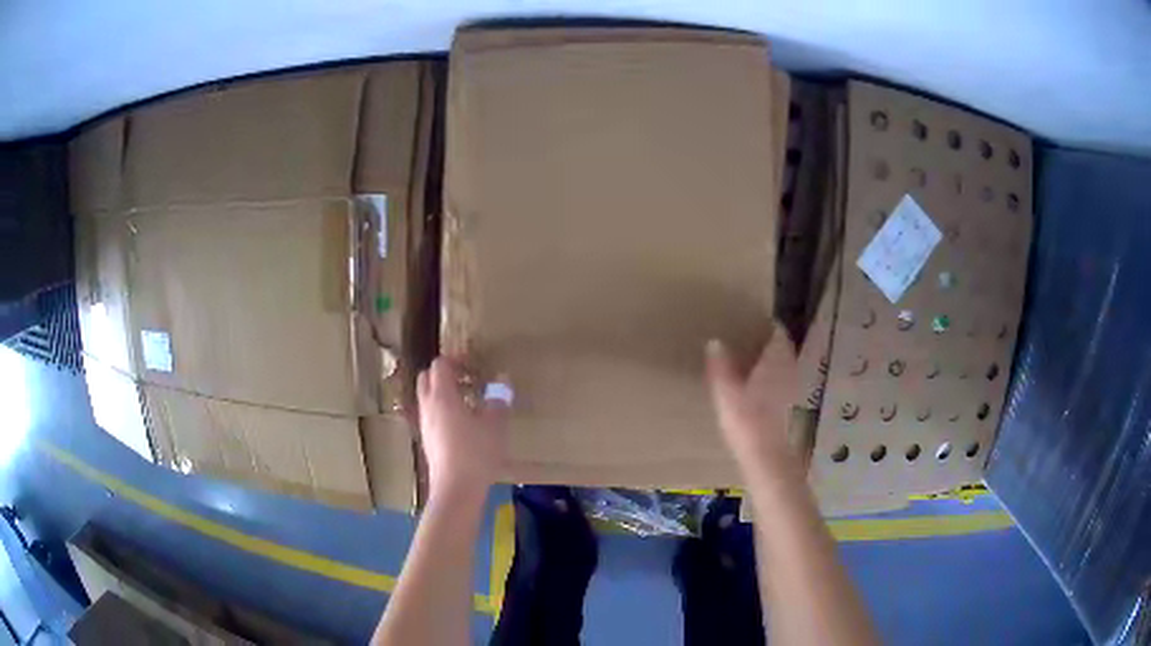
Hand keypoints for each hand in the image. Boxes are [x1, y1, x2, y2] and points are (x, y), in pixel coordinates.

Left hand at [417, 357, 510, 499]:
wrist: (456, 488)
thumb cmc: (476, 453)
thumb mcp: (494, 425)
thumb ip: (498, 399)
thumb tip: (502, 379)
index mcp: (442, 396)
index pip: (440, 365)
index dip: (457, 360)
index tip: (474, 365)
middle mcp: (428, 406)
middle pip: (427, 377)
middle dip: (445, 373)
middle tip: (468, 380)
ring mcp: (425, 424)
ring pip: (427, 397)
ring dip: (443, 392)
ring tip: (468, 401)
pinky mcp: (427, 439)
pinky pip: (431, 414)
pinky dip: (443, 409)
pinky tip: (463, 423)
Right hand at [705, 328, 799, 479]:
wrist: (768, 459)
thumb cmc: (747, 420)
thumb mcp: (726, 391)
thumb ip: (721, 365)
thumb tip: (715, 341)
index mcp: (776, 359)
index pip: (777, 333)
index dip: (767, 326)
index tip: (753, 323)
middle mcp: (790, 369)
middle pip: (782, 350)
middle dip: (768, 345)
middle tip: (749, 341)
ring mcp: (794, 390)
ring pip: (784, 368)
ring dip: (772, 364)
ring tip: (751, 365)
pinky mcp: (793, 410)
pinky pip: (783, 386)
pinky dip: (774, 383)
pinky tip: (759, 392)